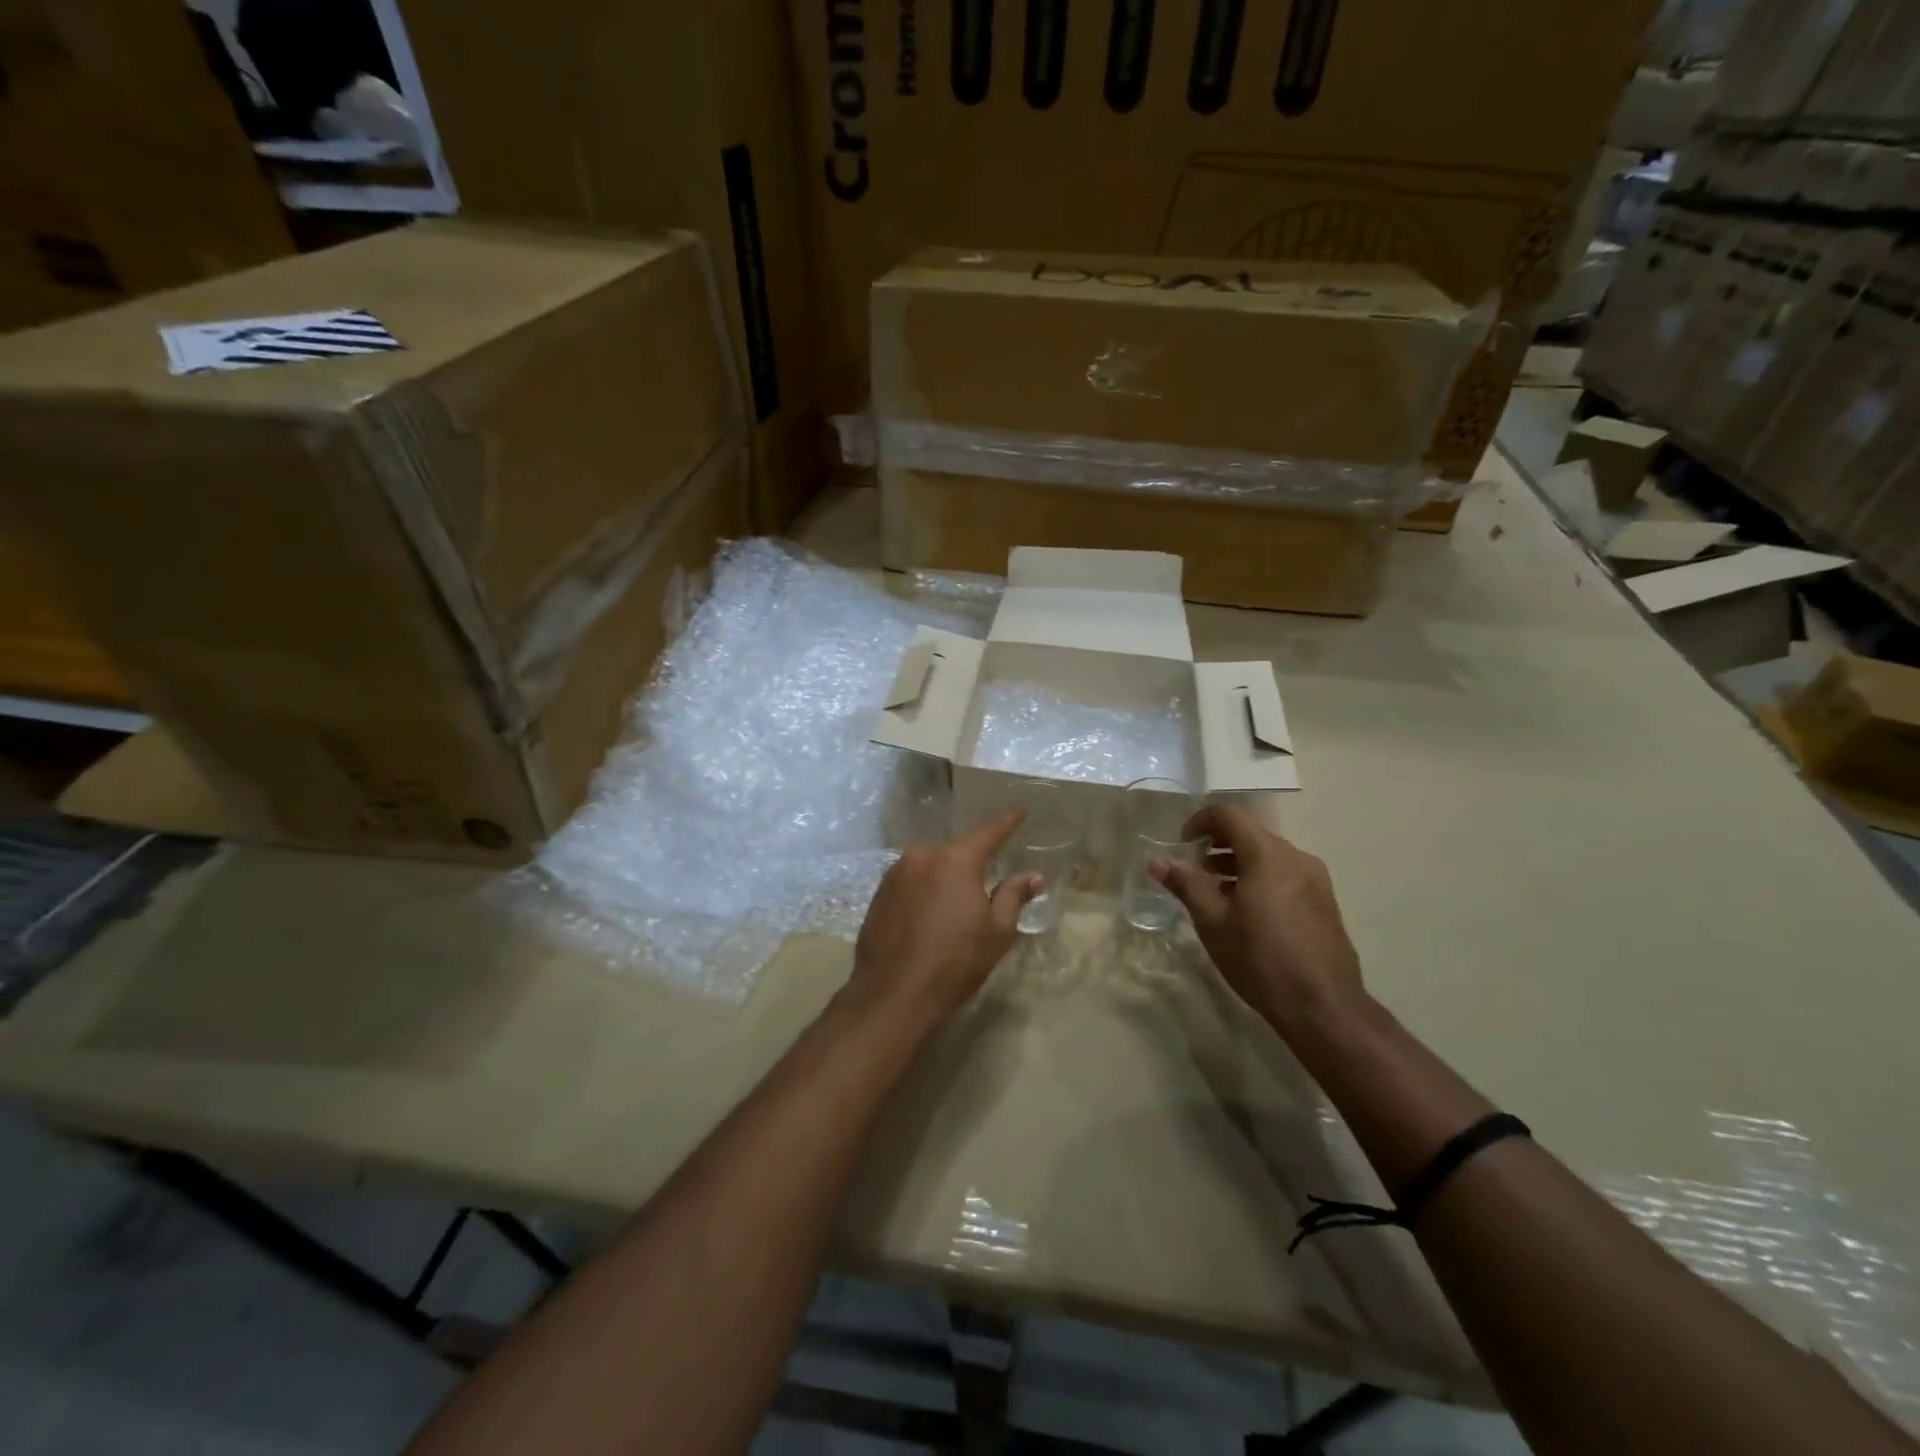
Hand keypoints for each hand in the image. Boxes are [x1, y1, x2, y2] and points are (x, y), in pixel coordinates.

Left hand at [842, 811, 1040, 1031]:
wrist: (893, 995)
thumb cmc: (955, 962)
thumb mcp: (996, 932)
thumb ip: (1014, 896)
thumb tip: (1034, 875)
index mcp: (955, 860)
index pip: (988, 832)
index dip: (1007, 822)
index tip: (1020, 811)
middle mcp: (922, 857)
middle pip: (955, 851)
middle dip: (971, 860)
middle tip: (986, 877)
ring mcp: (895, 874)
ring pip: (929, 865)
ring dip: (944, 876)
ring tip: (956, 902)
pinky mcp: (878, 895)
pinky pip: (910, 882)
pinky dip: (924, 890)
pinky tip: (929, 915)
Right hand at [1151, 803, 1366, 1037]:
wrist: (1323, 1007)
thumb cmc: (1260, 960)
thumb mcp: (1213, 922)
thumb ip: (1186, 885)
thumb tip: (1158, 862)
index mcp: (1267, 855)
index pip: (1229, 814)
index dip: (1200, 821)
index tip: (1182, 845)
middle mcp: (1296, 857)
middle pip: (1250, 834)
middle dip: (1216, 846)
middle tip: (1194, 872)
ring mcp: (1315, 879)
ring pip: (1268, 856)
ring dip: (1237, 864)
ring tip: (1215, 895)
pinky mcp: (1324, 901)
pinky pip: (1285, 875)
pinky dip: (1259, 879)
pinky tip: (1246, 913)